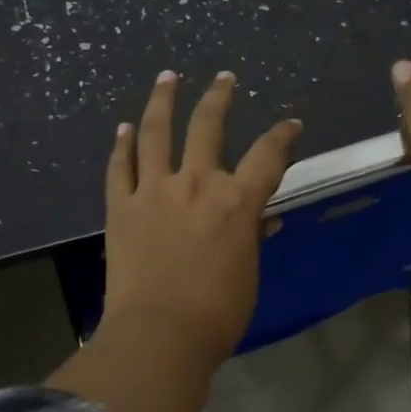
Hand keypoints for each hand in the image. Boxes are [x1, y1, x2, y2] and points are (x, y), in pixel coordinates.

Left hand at [103, 69, 301, 364]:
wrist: (159, 335)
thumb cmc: (216, 313)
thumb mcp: (247, 273)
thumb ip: (252, 237)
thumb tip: (263, 218)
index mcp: (236, 202)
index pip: (268, 155)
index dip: (283, 135)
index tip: (291, 124)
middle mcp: (196, 183)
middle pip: (208, 126)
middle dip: (219, 97)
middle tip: (224, 79)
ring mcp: (154, 191)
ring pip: (155, 132)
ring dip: (162, 100)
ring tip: (167, 77)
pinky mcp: (121, 206)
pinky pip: (120, 167)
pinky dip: (121, 145)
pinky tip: (122, 128)